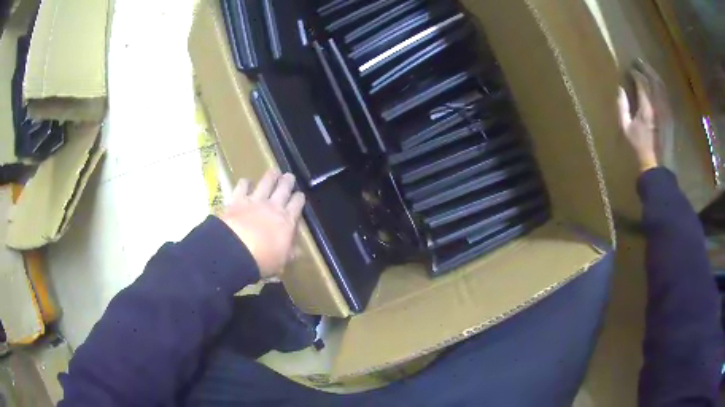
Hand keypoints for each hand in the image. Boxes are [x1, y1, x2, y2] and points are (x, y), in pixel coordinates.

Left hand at [219, 170, 304, 278]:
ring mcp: (255, 201)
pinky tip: (246, 181)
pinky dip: (245, 183)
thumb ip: (289, 253)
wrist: (235, 250)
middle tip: (289, 176)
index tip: (300, 195)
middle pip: (283, 189)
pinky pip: (243, 186)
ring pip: (266, 183)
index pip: (297, 205)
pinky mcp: (237, 199)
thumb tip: (298, 251)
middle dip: (288, 182)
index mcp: (287, 221)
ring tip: (274, 171)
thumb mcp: (281, 261)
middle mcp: (273, 207)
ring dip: (271, 176)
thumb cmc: (262, 260)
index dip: (299, 198)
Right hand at [617, 69, 659, 172]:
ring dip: (654, 75)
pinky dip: (661, 87)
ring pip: (662, 86)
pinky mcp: (671, 117)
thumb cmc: (640, 150)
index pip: (642, 81)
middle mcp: (659, 106)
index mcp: (647, 107)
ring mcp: (667, 111)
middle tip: (639, 62)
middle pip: (654, 80)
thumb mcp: (626, 129)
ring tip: (648, 70)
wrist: (658, 169)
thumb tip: (621, 90)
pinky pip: (666, 96)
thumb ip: (622, 107)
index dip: (635, 73)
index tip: (629, 69)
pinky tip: (657, 85)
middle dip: (646, 69)